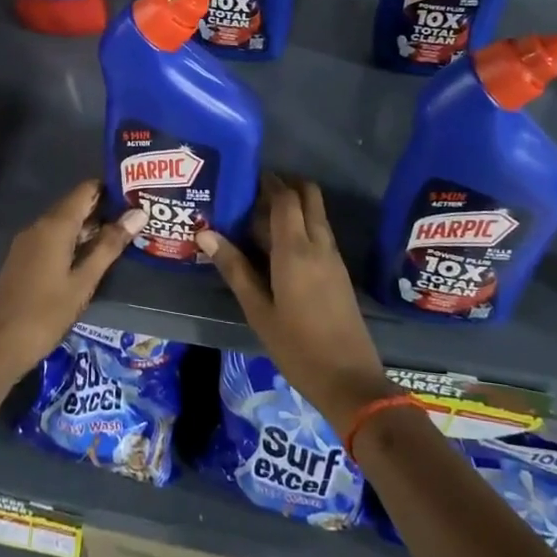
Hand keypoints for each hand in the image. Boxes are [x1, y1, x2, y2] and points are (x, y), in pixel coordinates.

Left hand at [0, 180, 143, 384]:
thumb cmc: (45, 313)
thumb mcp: (84, 281)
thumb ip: (109, 246)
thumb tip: (138, 213)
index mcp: (55, 225)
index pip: (86, 190)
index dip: (111, 189)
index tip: (136, 195)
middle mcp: (39, 225)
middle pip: (76, 205)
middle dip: (104, 209)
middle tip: (136, 217)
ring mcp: (28, 242)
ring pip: (64, 223)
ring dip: (91, 227)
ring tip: (122, 235)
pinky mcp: (24, 258)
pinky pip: (54, 238)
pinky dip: (75, 240)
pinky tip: (93, 256)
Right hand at [197, 173, 397, 437]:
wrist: (350, 380)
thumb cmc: (297, 347)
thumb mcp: (258, 310)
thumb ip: (234, 268)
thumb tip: (205, 233)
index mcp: (296, 249)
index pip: (285, 197)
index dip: (268, 181)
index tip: (245, 176)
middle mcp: (318, 244)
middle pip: (308, 196)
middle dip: (284, 186)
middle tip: (253, 194)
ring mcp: (333, 257)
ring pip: (316, 214)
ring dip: (293, 206)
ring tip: (257, 219)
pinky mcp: (339, 271)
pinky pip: (320, 233)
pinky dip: (301, 226)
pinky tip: (277, 246)